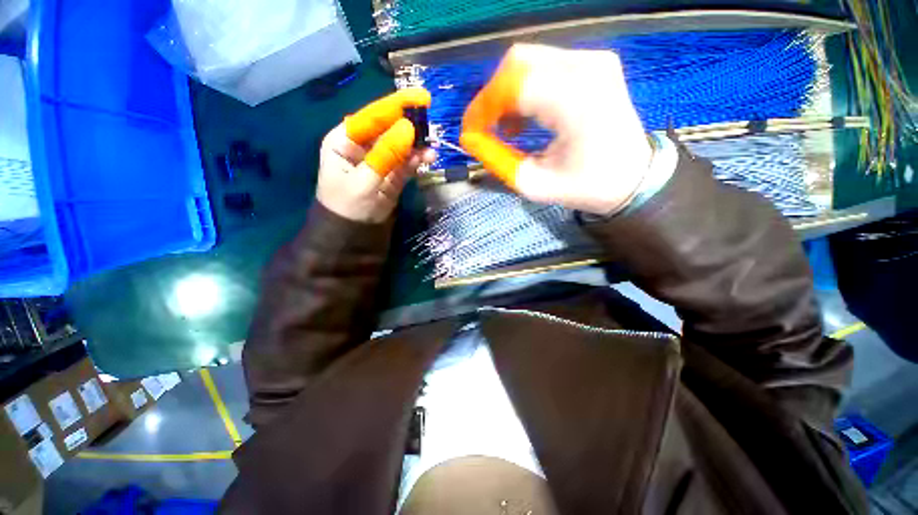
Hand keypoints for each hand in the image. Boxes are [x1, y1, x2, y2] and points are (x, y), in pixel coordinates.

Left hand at [317, 88, 436, 222]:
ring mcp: (380, 159)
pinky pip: (407, 162)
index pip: (372, 116)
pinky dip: (418, 160)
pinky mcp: (392, 173)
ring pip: (401, 145)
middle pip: (388, 128)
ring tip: (432, 148)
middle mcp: (363, 145)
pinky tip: (429, 158)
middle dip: (409, 124)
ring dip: (417, 145)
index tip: (420, 97)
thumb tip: (408, 127)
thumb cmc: (349, 206)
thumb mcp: (365, 180)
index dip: (395, 106)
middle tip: (430, 121)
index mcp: (345, 139)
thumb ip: (386, 154)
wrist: (353, 234)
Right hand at [460, 44, 651, 214]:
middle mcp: (587, 69)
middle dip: (492, 97)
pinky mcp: (595, 63)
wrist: (632, 178)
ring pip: (529, 60)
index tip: (470, 133)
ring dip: (508, 93)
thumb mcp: (534, 185)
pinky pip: (546, 65)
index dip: (482, 108)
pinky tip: (527, 116)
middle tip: (487, 129)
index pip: (513, 85)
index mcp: (577, 102)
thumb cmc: (585, 187)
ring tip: (508, 128)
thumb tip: (470, 139)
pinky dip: (526, 89)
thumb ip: (498, 160)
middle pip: (518, 62)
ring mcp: (594, 61)